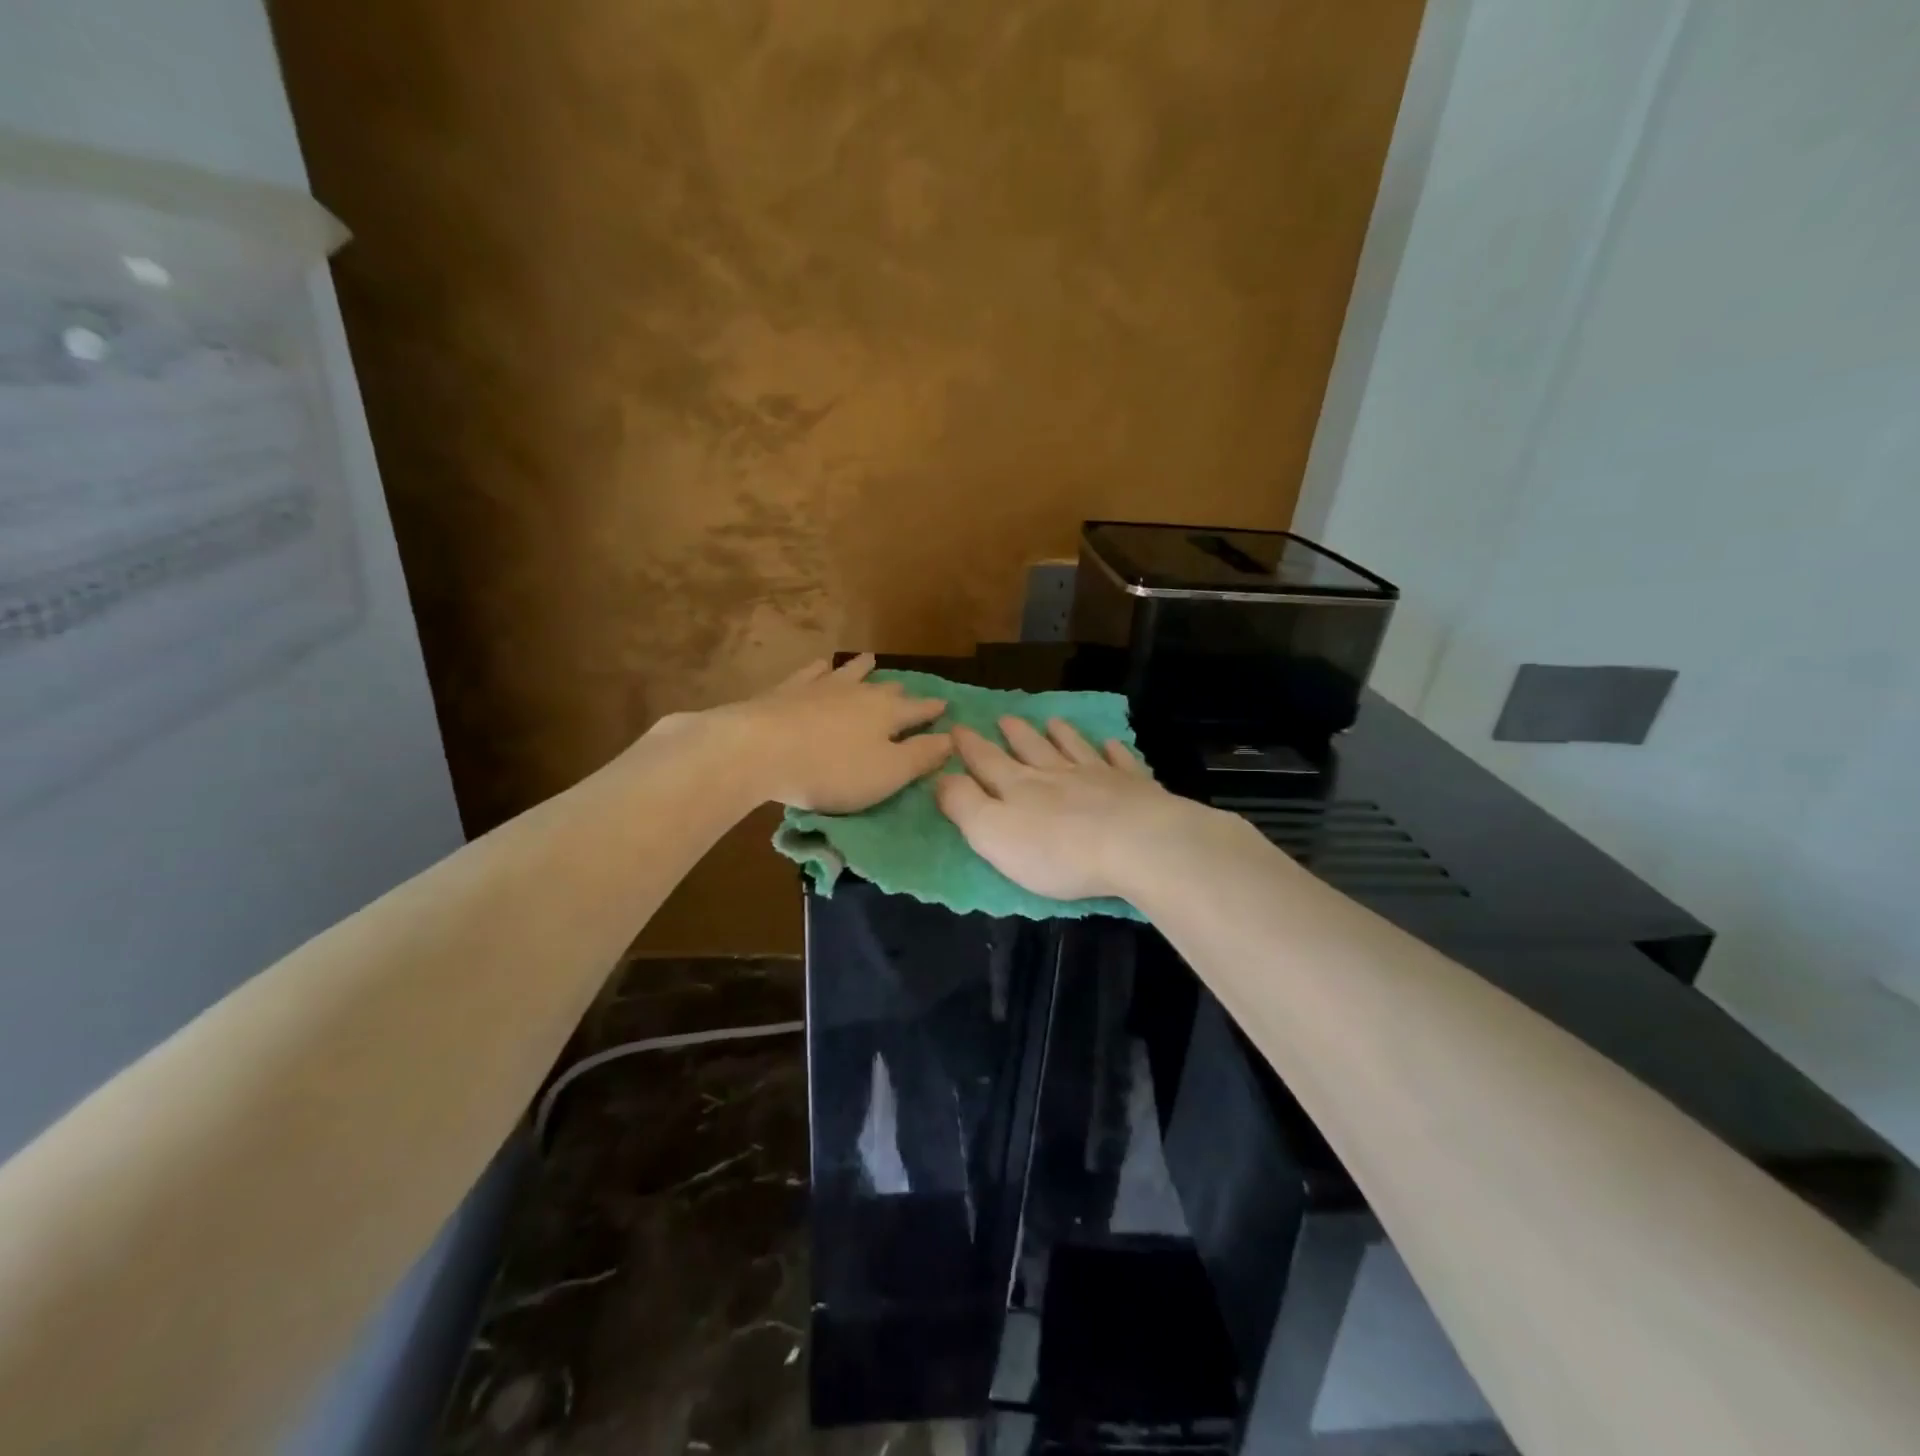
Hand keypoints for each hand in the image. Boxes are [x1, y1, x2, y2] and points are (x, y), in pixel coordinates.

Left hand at [726, 654, 952, 812]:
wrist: (761, 750)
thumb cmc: (833, 770)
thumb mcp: (888, 773)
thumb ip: (922, 756)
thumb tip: (951, 738)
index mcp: (887, 713)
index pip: (918, 710)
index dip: (933, 710)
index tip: (945, 706)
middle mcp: (859, 693)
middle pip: (885, 689)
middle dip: (899, 690)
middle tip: (906, 690)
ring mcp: (821, 687)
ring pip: (849, 673)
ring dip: (862, 668)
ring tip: (870, 660)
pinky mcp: (788, 690)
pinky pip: (811, 673)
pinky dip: (821, 669)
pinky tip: (821, 665)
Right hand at [934, 715, 1199, 901]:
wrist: (1135, 845)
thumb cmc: (1057, 850)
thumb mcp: (993, 834)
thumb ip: (964, 805)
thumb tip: (941, 777)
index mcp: (1019, 787)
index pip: (987, 761)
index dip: (969, 746)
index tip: (957, 727)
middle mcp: (1056, 774)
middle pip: (1031, 749)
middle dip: (1015, 735)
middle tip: (1006, 718)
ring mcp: (1099, 777)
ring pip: (1074, 749)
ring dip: (1061, 735)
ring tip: (1053, 721)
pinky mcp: (1135, 788)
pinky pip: (1121, 762)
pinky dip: (1113, 751)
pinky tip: (1111, 744)